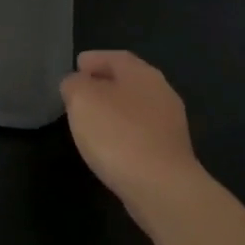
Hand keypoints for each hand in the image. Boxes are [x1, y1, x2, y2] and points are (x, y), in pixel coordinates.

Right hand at [60, 50, 205, 209]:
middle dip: (104, 84)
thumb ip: (74, 84)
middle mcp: (161, 92)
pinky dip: (123, 132)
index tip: (76, 67)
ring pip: (136, 107)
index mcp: (142, 73)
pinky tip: (109, 146)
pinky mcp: (171, 152)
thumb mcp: (81, 99)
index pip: (115, 57)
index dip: (94, 60)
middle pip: (128, 81)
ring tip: (90, 120)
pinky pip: (141, 132)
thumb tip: (76, 83)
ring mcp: (170, 124)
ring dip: (114, 109)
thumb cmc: (117, 134)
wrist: (161, 187)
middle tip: (80, 92)